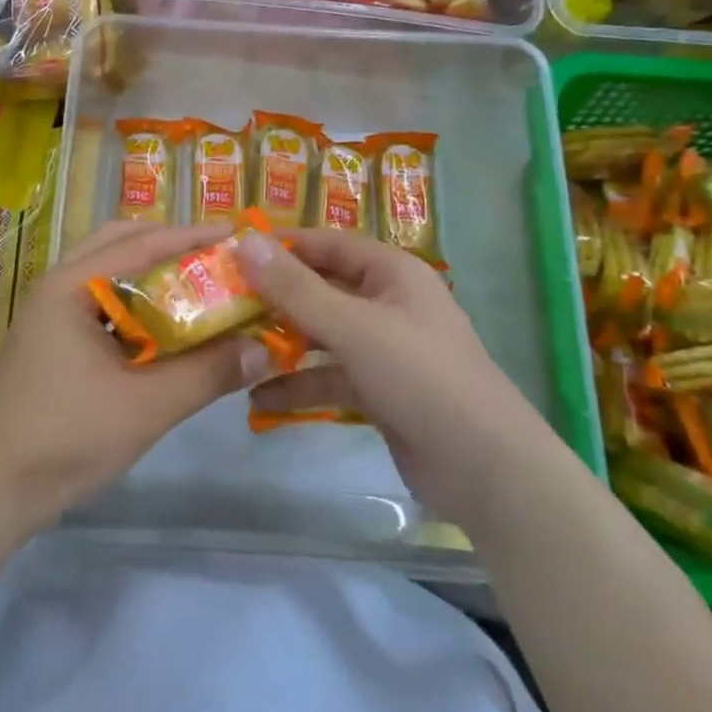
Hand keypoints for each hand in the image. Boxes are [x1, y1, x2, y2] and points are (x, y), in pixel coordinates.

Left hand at [0, 221, 260, 527]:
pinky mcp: (54, 341)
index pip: (142, 243)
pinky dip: (137, 303)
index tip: (238, 234)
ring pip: (111, 273)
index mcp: (72, 285)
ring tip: (199, 285)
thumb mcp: (145, 407)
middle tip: (218, 258)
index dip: (193, 236)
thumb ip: (206, 374)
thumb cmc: (64, 437)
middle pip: (122, 244)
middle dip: (171, 245)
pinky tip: (166, 328)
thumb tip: (265, 349)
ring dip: (153, 273)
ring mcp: (52, 313)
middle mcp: (59, 286)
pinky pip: (103, 303)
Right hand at [236, 227, 520, 509]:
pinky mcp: (381, 391)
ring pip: (323, 335)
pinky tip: (259, 401)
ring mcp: (385, 349)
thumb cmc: (420, 376)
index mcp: (392, 272)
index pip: (328, 244)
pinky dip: (300, 385)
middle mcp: (388, 303)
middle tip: (225, 304)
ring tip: (234, 350)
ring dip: (283, 344)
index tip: (235, 252)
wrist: (486, 469)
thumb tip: (245, 243)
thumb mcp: (352, 326)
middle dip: (276, 299)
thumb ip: (295, 288)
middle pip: (322, 289)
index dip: (283, 246)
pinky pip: (331, 377)